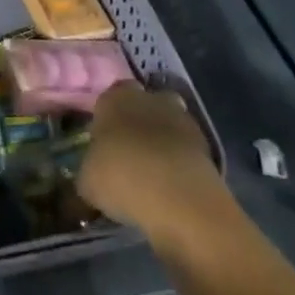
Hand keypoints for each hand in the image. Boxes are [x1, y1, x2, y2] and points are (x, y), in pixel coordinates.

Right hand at [77, 82, 226, 241]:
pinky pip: (185, 147)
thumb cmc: (121, 177)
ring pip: (166, 123)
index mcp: (114, 98)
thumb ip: (88, 172)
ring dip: (161, 140)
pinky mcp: (206, 143)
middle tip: (128, 153)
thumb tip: (90, 177)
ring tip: (152, 172)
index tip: (103, 142)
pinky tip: (171, 184)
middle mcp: (148, 97)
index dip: (106, 118)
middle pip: (142, 104)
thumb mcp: (87, 182)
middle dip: (136, 123)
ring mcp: (181, 117)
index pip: (108, 97)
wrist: (178, 196)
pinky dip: (180, 160)